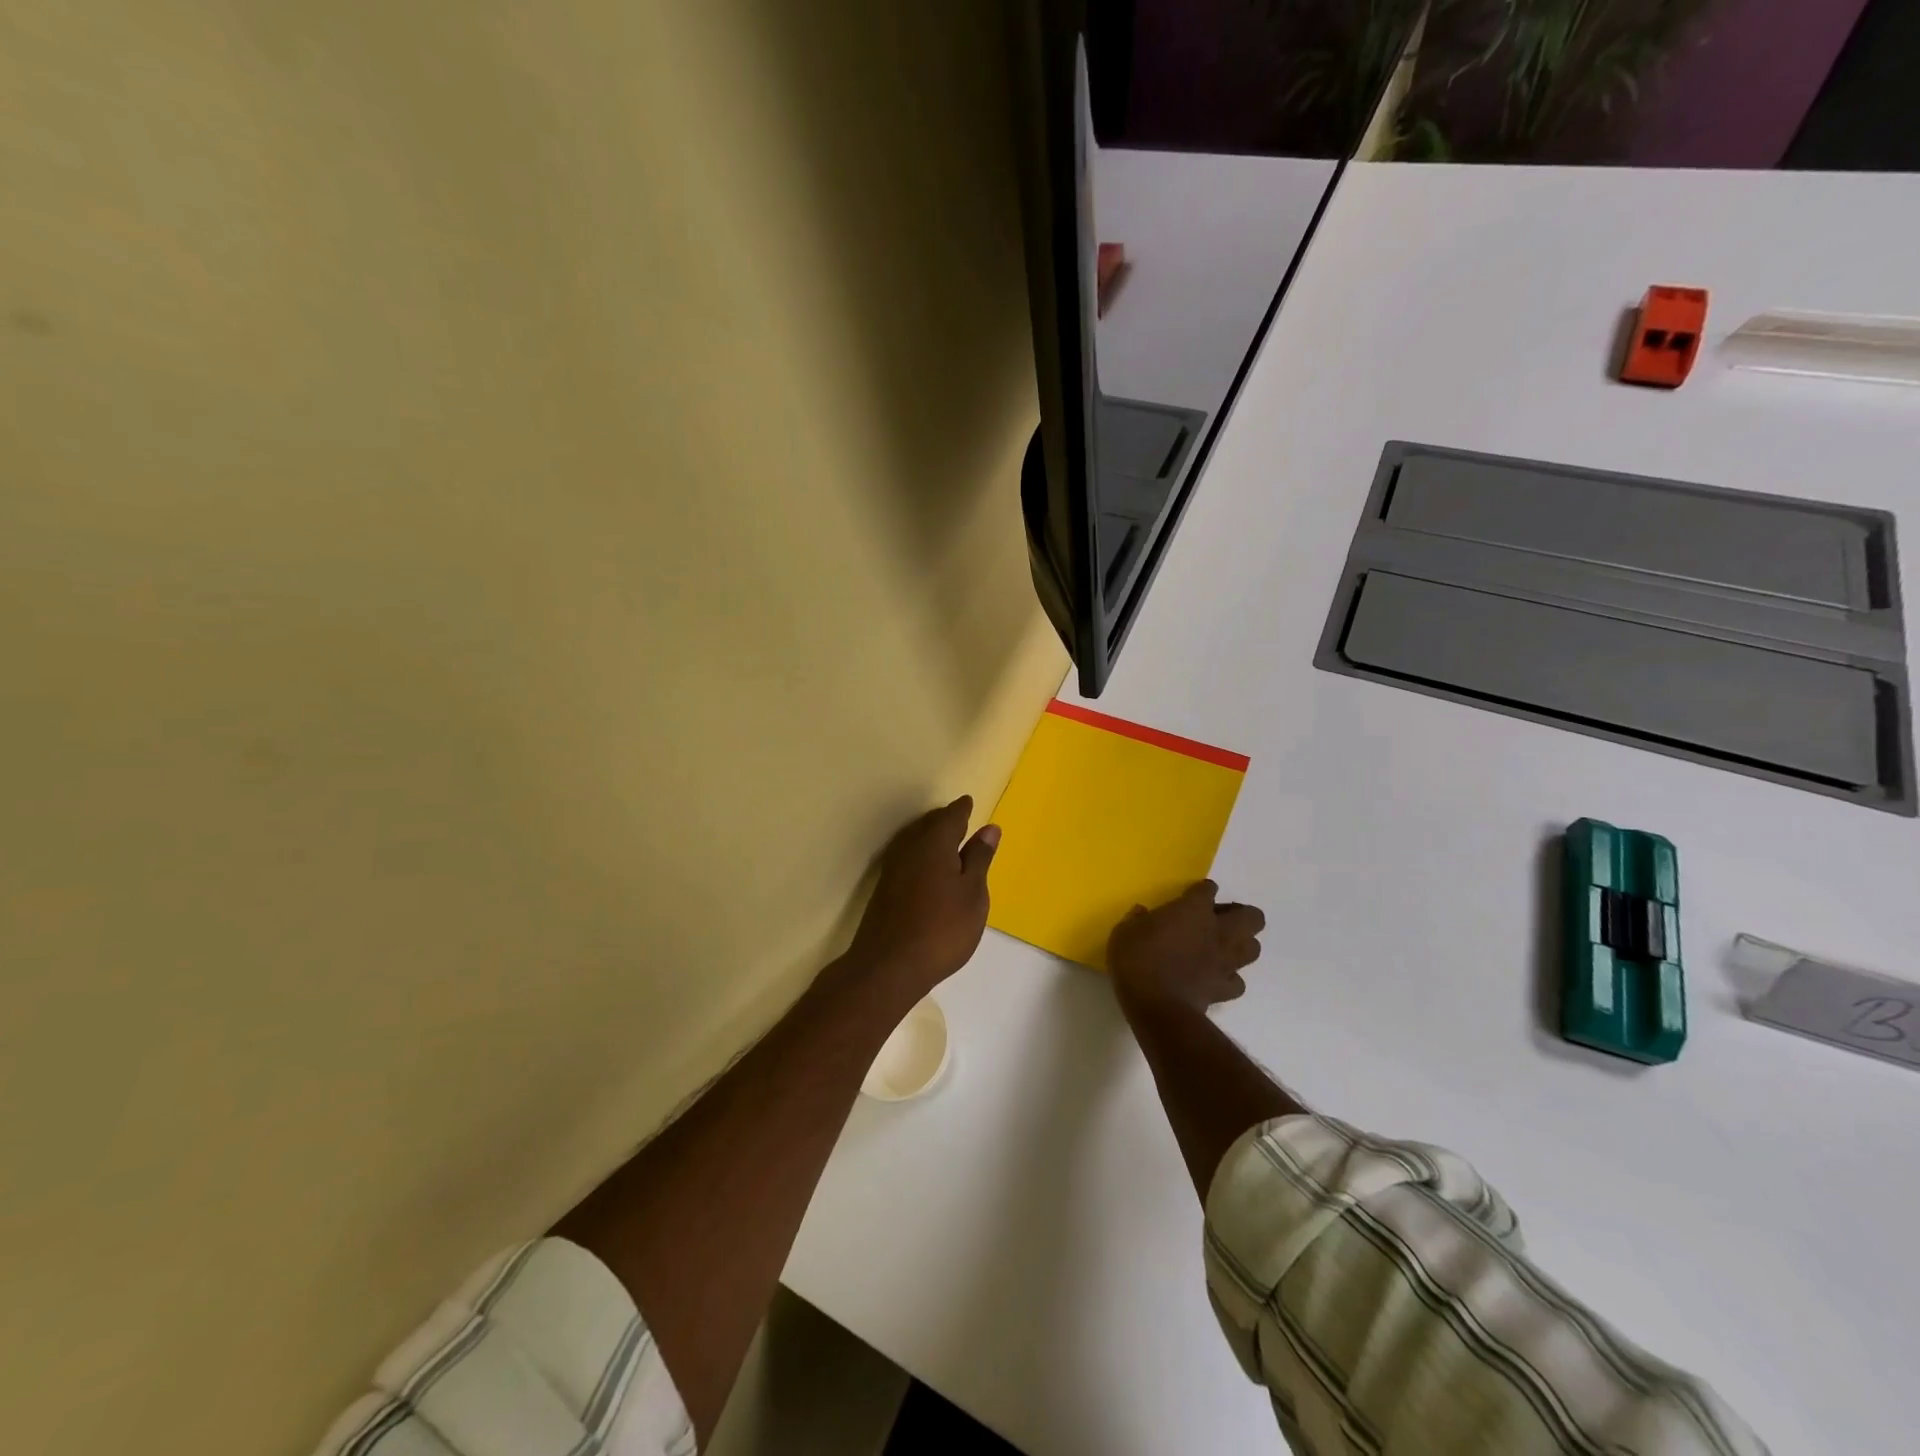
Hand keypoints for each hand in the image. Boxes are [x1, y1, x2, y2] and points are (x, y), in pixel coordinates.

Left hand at [848, 797, 999, 1000]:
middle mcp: (909, 848)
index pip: (951, 816)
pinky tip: (928, 870)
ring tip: (947, 842)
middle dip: (945, 820)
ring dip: (930, 836)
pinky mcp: (884, 890)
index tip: (970, 803)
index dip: (962, 809)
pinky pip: (906, 858)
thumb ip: (979, 859)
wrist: (888, 966)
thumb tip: (989, 829)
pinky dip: (920, 855)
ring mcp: (892, 869)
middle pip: (929, 825)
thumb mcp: (972, 894)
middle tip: (960, 819)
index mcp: (934, 843)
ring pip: (914, 841)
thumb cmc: (942, 929)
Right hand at [1108, 881, 1264, 1017]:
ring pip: (1254, 948)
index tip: (1193, 895)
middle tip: (1218, 920)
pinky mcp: (1225, 989)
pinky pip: (1237, 981)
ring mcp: (1226, 962)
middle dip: (1241, 915)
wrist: (1156, 1005)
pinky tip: (1215, 977)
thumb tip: (1142, 914)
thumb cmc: (1137, 960)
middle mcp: (1218, 931)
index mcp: (1194, 909)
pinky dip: (1230, 977)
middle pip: (1252, 917)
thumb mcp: (1125, 931)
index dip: (1202, 891)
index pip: (1208, 890)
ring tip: (1222, 947)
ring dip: (1242, 945)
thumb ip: (1137, 919)